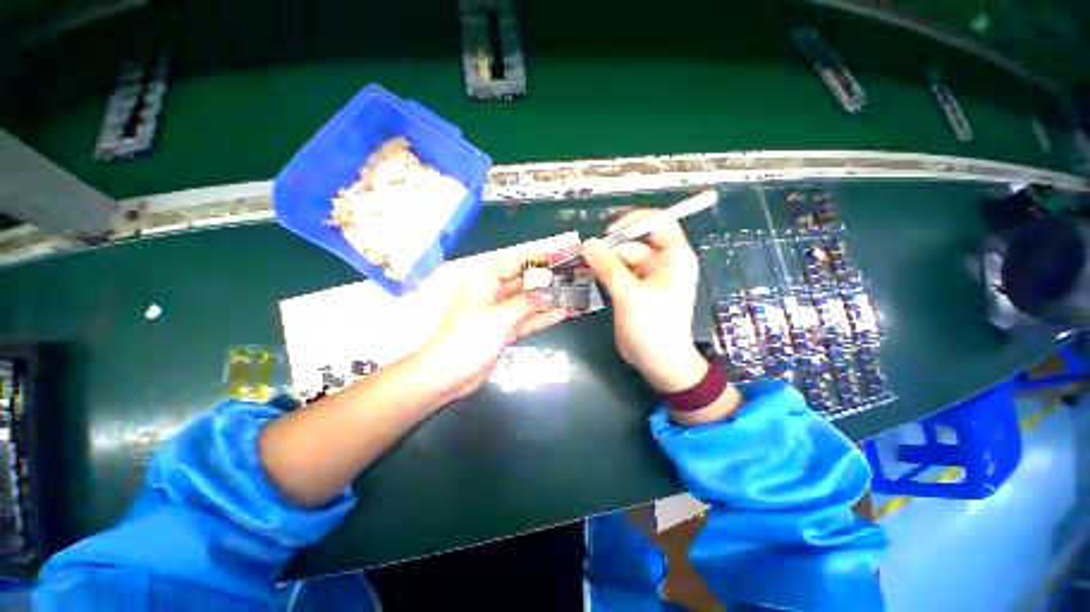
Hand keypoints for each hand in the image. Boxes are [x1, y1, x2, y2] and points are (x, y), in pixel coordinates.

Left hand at [415, 255, 568, 401]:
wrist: (449, 375)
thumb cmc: (469, 338)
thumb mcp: (499, 316)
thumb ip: (525, 303)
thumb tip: (544, 295)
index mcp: (483, 281)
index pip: (514, 263)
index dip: (536, 260)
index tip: (559, 258)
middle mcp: (491, 293)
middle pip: (522, 282)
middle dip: (544, 280)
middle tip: (570, 277)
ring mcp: (498, 314)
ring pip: (526, 302)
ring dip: (546, 300)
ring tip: (571, 295)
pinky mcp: (503, 331)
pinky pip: (525, 320)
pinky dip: (541, 317)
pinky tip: (562, 314)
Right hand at [582, 211, 708, 392]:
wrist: (658, 363)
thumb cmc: (653, 327)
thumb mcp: (630, 295)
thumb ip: (608, 267)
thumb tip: (588, 243)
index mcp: (674, 258)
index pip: (659, 223)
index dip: (634, 222)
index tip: (609, 233)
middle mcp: (661, 263)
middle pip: (633, 243)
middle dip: (608, 247)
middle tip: (580, 254)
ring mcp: (646, 277)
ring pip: (621, 258)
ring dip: (601, 260)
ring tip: (578, 263)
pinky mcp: (633, 289)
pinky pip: (616, 273)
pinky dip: (602, 272)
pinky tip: (585, 273)